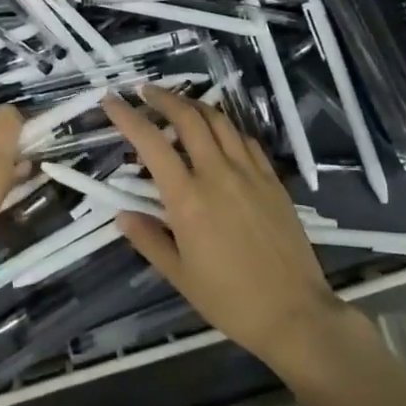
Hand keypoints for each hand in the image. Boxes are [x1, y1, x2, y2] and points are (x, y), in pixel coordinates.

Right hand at [104, 87, 344, 367]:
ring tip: (179, 104)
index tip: (110, 100)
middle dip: (163, 98)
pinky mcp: (273, 180)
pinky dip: (226, 127)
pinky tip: (219, 134)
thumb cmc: (230, 300)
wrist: (294, 313)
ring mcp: (250, 173)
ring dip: (195, 105)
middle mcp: (218, 174)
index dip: (127, 117)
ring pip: (220, 121)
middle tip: (145, 92)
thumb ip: (149, 240)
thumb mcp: (180, 276)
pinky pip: (245, 140)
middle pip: (188, 118)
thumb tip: (122, 215)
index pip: (151, 143)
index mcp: (188, 199)